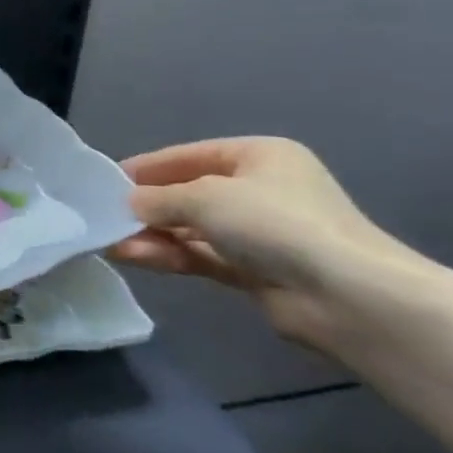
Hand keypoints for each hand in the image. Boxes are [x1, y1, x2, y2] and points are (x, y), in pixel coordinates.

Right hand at [109, 137, 417, 350]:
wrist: (348, 297)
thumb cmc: (274, 223)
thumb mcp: (203, 197)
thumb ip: (157, 198)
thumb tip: (126, 204)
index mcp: (259, 156)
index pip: (189, 155)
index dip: (147, 167)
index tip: (105, 181)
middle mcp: (261, 190)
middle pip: (189, 193)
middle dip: (147, 207)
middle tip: (104, 216)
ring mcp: (261, 233)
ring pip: (192, 229)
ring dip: (153, 235)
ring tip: (111, 243)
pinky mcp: (257, 271)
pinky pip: (202, 256)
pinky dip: (170, 255)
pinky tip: (134, 258)